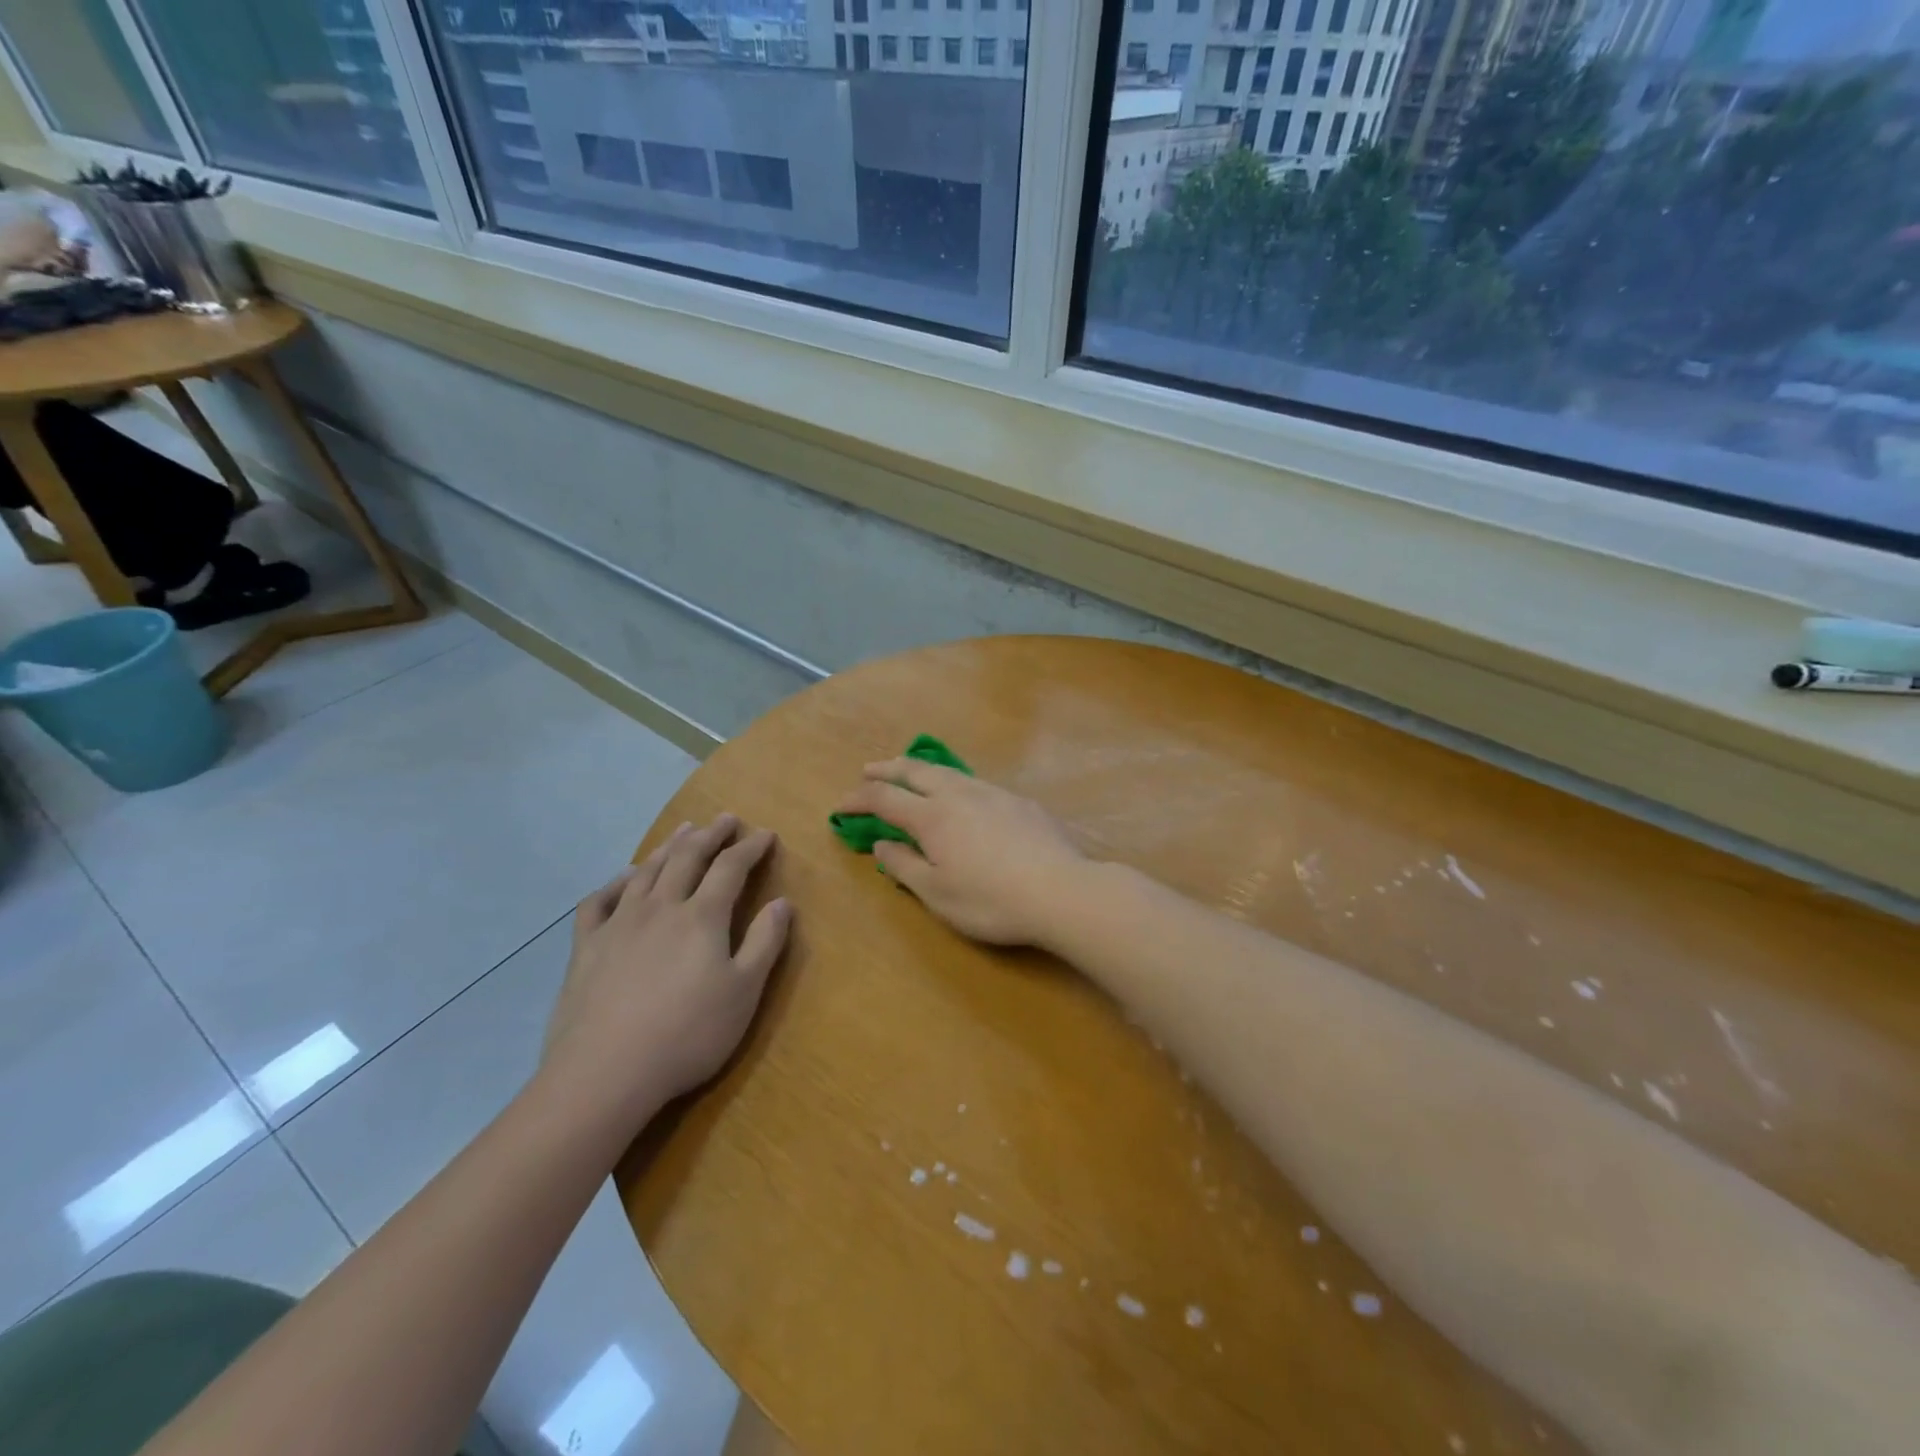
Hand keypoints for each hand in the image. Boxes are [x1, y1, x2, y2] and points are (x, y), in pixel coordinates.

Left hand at [541, 815, 791, 1121]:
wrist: (604, 1073)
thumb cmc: (687, 1034)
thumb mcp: (743, 993)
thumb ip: (764, 943)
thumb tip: (782, 902)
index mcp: (701, 917)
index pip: (730, 868)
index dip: (750, 848)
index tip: (765, 834)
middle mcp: (660, 908)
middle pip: (688, 858)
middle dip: (711, 835)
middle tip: (726, 818)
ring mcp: (619, 924)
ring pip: (646, 871)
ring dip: (669, 846)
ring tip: (684, 831)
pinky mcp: (587, 947)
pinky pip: (599, 902)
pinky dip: (615, 883)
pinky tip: (624, 879)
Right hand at [834, 759, 1088, 945]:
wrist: (1062, 891)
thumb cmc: (991, 901)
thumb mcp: (937, 894)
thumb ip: (904, 865)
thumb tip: (882, 842)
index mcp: (932, 817)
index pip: (885, 798)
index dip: (859, 799)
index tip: (841, 806)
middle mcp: (959, 795)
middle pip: (915, 771)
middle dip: (887, 769)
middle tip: (868, 770)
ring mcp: (993, 793)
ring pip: (949, 771)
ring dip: (921, 770)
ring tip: (910, 773)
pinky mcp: (1020, 802)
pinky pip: (976, 782)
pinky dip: (954, 782)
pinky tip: (963, 795)